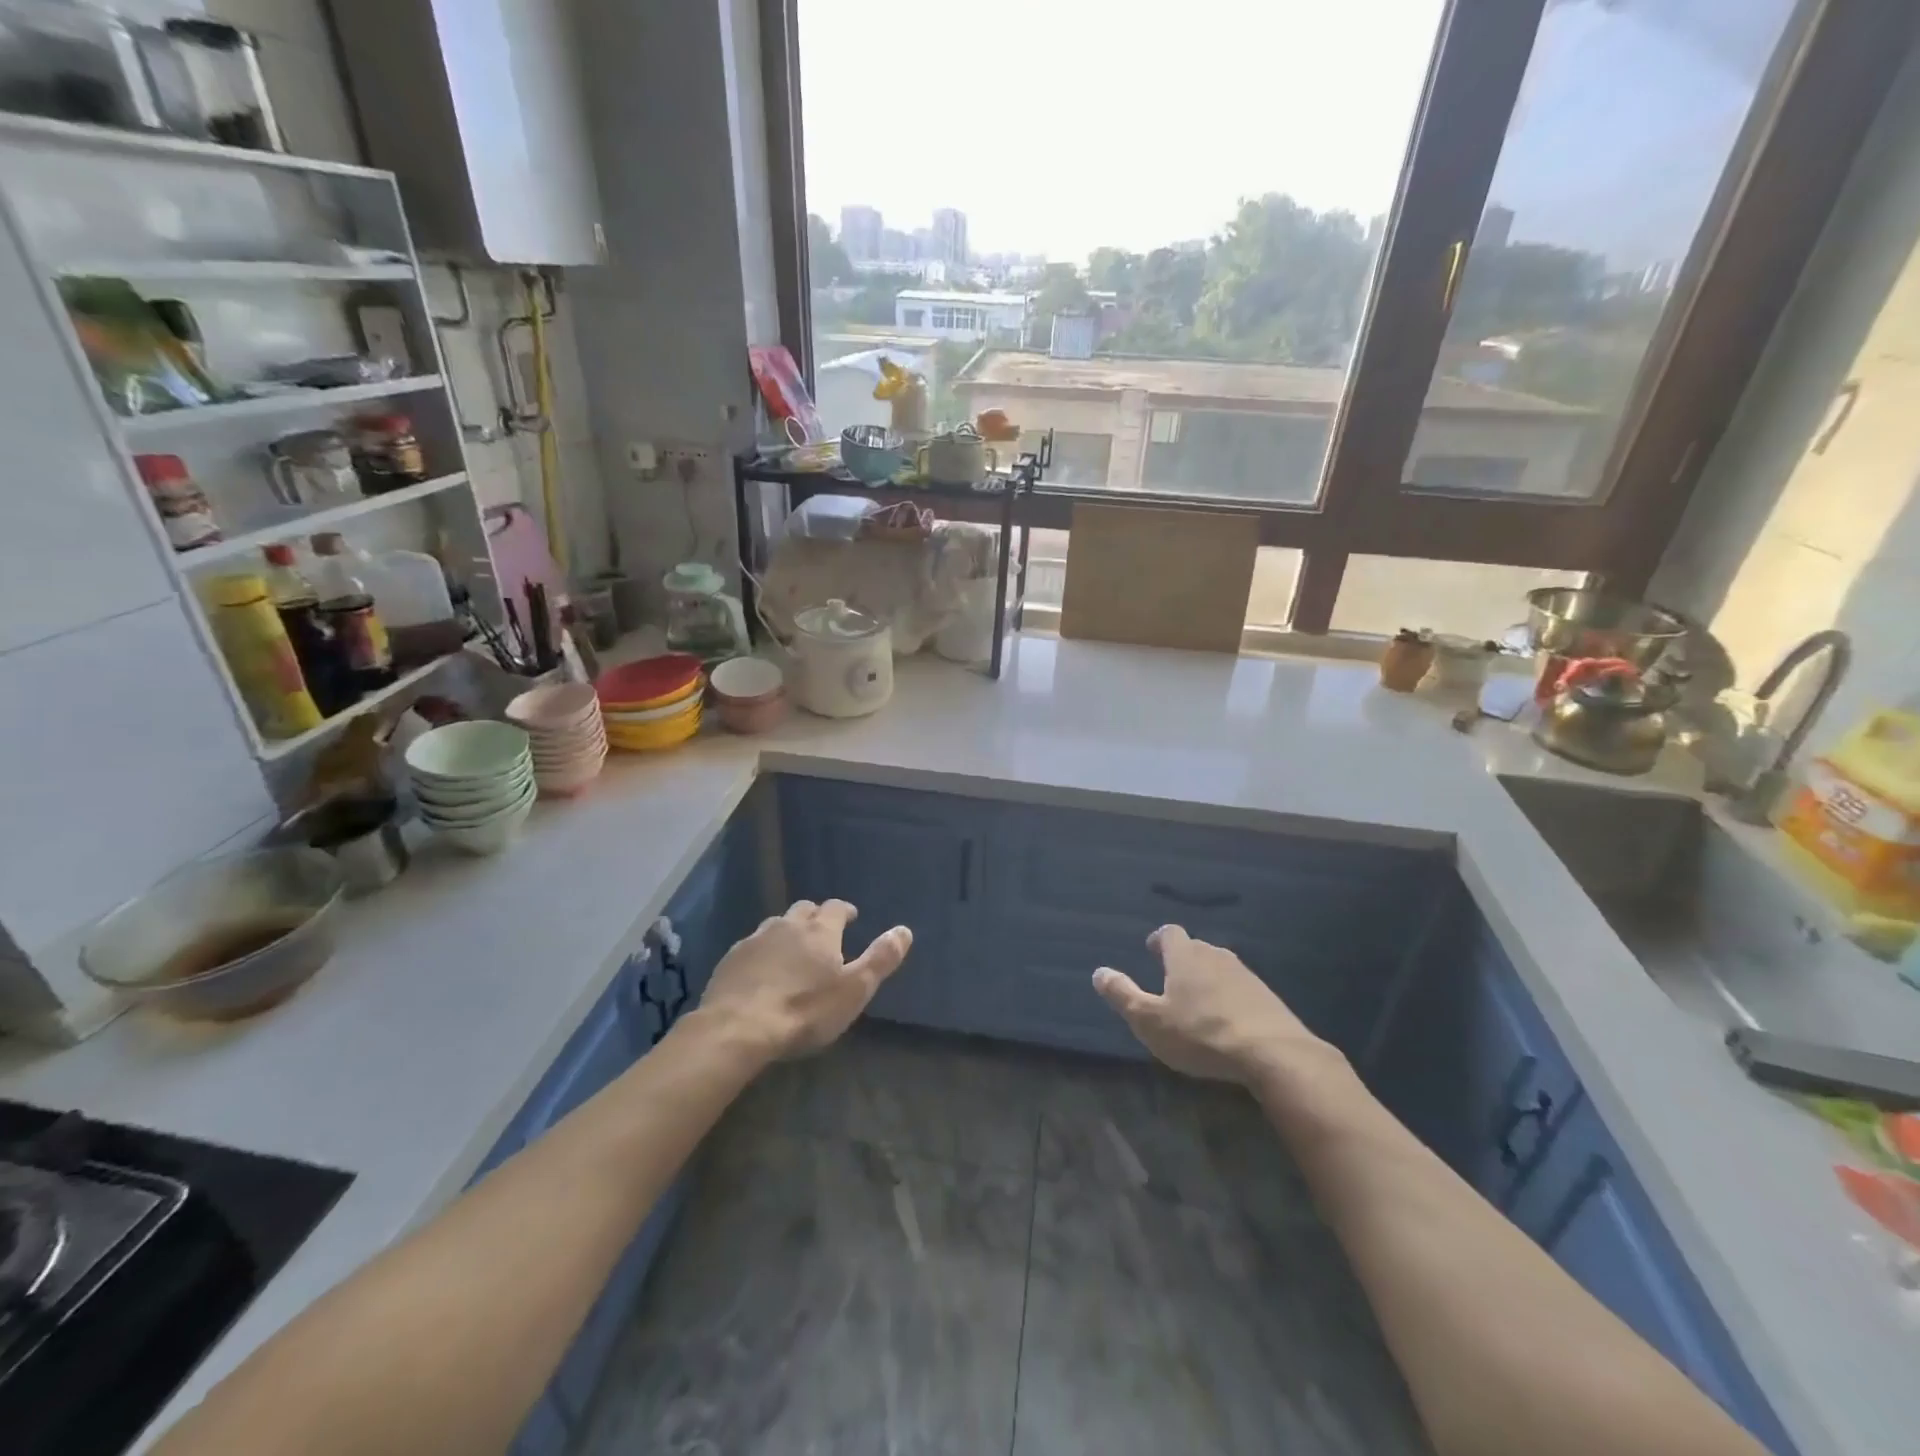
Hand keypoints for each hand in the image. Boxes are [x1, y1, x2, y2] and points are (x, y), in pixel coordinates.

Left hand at [698, 900, 911, 1060]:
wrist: (738, 1028)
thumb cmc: (805, 1010)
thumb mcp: (854, 990)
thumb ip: (881, 958)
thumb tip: (905, 930)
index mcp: (820, 930)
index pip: (836, 907)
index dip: (845, 911)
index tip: (851, 918)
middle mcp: (787, 925)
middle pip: (804, 910)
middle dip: (816, 917)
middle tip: (823, 933)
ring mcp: (755, 940)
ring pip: (775, 925)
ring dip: (787, 932)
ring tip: (792, 949)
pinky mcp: (729, 959)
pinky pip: (751, 945)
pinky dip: (762, 951)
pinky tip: (761, 970)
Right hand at [1093, 925, 1327, 1084]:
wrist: (1273, 1053)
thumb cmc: (1201, 1033)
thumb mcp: (1150, 1020)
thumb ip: (1122, 995)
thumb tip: (1099, 972)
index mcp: (1185, 955)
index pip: (1169, 933)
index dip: (1158, 940)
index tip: (1151, 951)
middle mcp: (1215, 955)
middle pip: (1195, 948)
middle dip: (1181, 959)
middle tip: (1170, 979)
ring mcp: (1245, 974)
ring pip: (1219, 967)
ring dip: (1206, 979)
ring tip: (1197, 1001)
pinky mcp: (1267, 996)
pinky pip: (1240, 988)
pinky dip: (1229, 997)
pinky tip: (1227, 1020)